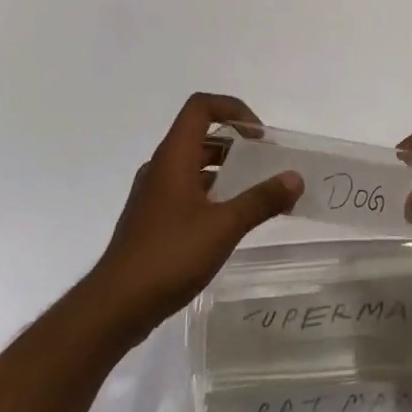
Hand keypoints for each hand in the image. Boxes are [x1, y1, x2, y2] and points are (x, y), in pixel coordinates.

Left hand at [87, 94, 301, 339]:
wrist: (116, 305)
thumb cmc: (169, 255)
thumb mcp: (223, 227)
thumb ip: (261, 200)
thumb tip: (295, 177)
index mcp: (174, 156)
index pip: (201, 106)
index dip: (232, 108)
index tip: (259, 136)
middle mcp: (160, 166)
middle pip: (199, 134)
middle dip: (235, 142)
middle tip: (265, 163)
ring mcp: (152, 193)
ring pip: (192, 164)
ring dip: (223, 169)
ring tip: (253, 192)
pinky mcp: (151, 219)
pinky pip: (185, 189)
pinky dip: (210, 192)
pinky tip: (227, 221)